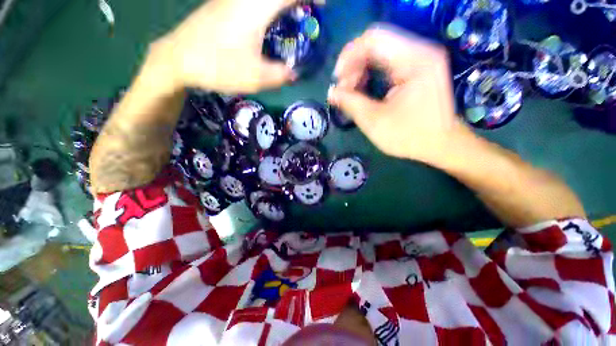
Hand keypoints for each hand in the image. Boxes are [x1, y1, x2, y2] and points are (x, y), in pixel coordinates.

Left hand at [153, 0, 304, 93]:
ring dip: (281, 5)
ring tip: (293, 18)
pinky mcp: (222, 6)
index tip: (324, 5)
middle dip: (296, 1)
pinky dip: (267, 8)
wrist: (178, 59)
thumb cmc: (218, 67)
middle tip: (309, 12)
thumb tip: (294, 74)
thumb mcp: (256, 78)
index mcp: (255, 10)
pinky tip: (269, 22)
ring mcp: (230, 0)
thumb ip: (280, 76)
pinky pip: (251, 2)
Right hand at [328, 25, 466, 163]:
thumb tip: (332, 92)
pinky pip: (387, 60)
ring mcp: (420, 57)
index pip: (373, 40)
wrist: (442, 144)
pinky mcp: (418, 67)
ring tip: (352, 91)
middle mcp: (420, 51)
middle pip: (376, 43)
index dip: (348, 56)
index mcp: (414, 60)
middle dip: (353, 65)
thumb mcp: (375, 122)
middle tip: (344, 89)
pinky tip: (364, 88)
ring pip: (380, 51)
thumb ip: (350, 104)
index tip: (337, 80)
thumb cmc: (410, 137)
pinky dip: (370, 72)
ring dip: (360, 69)